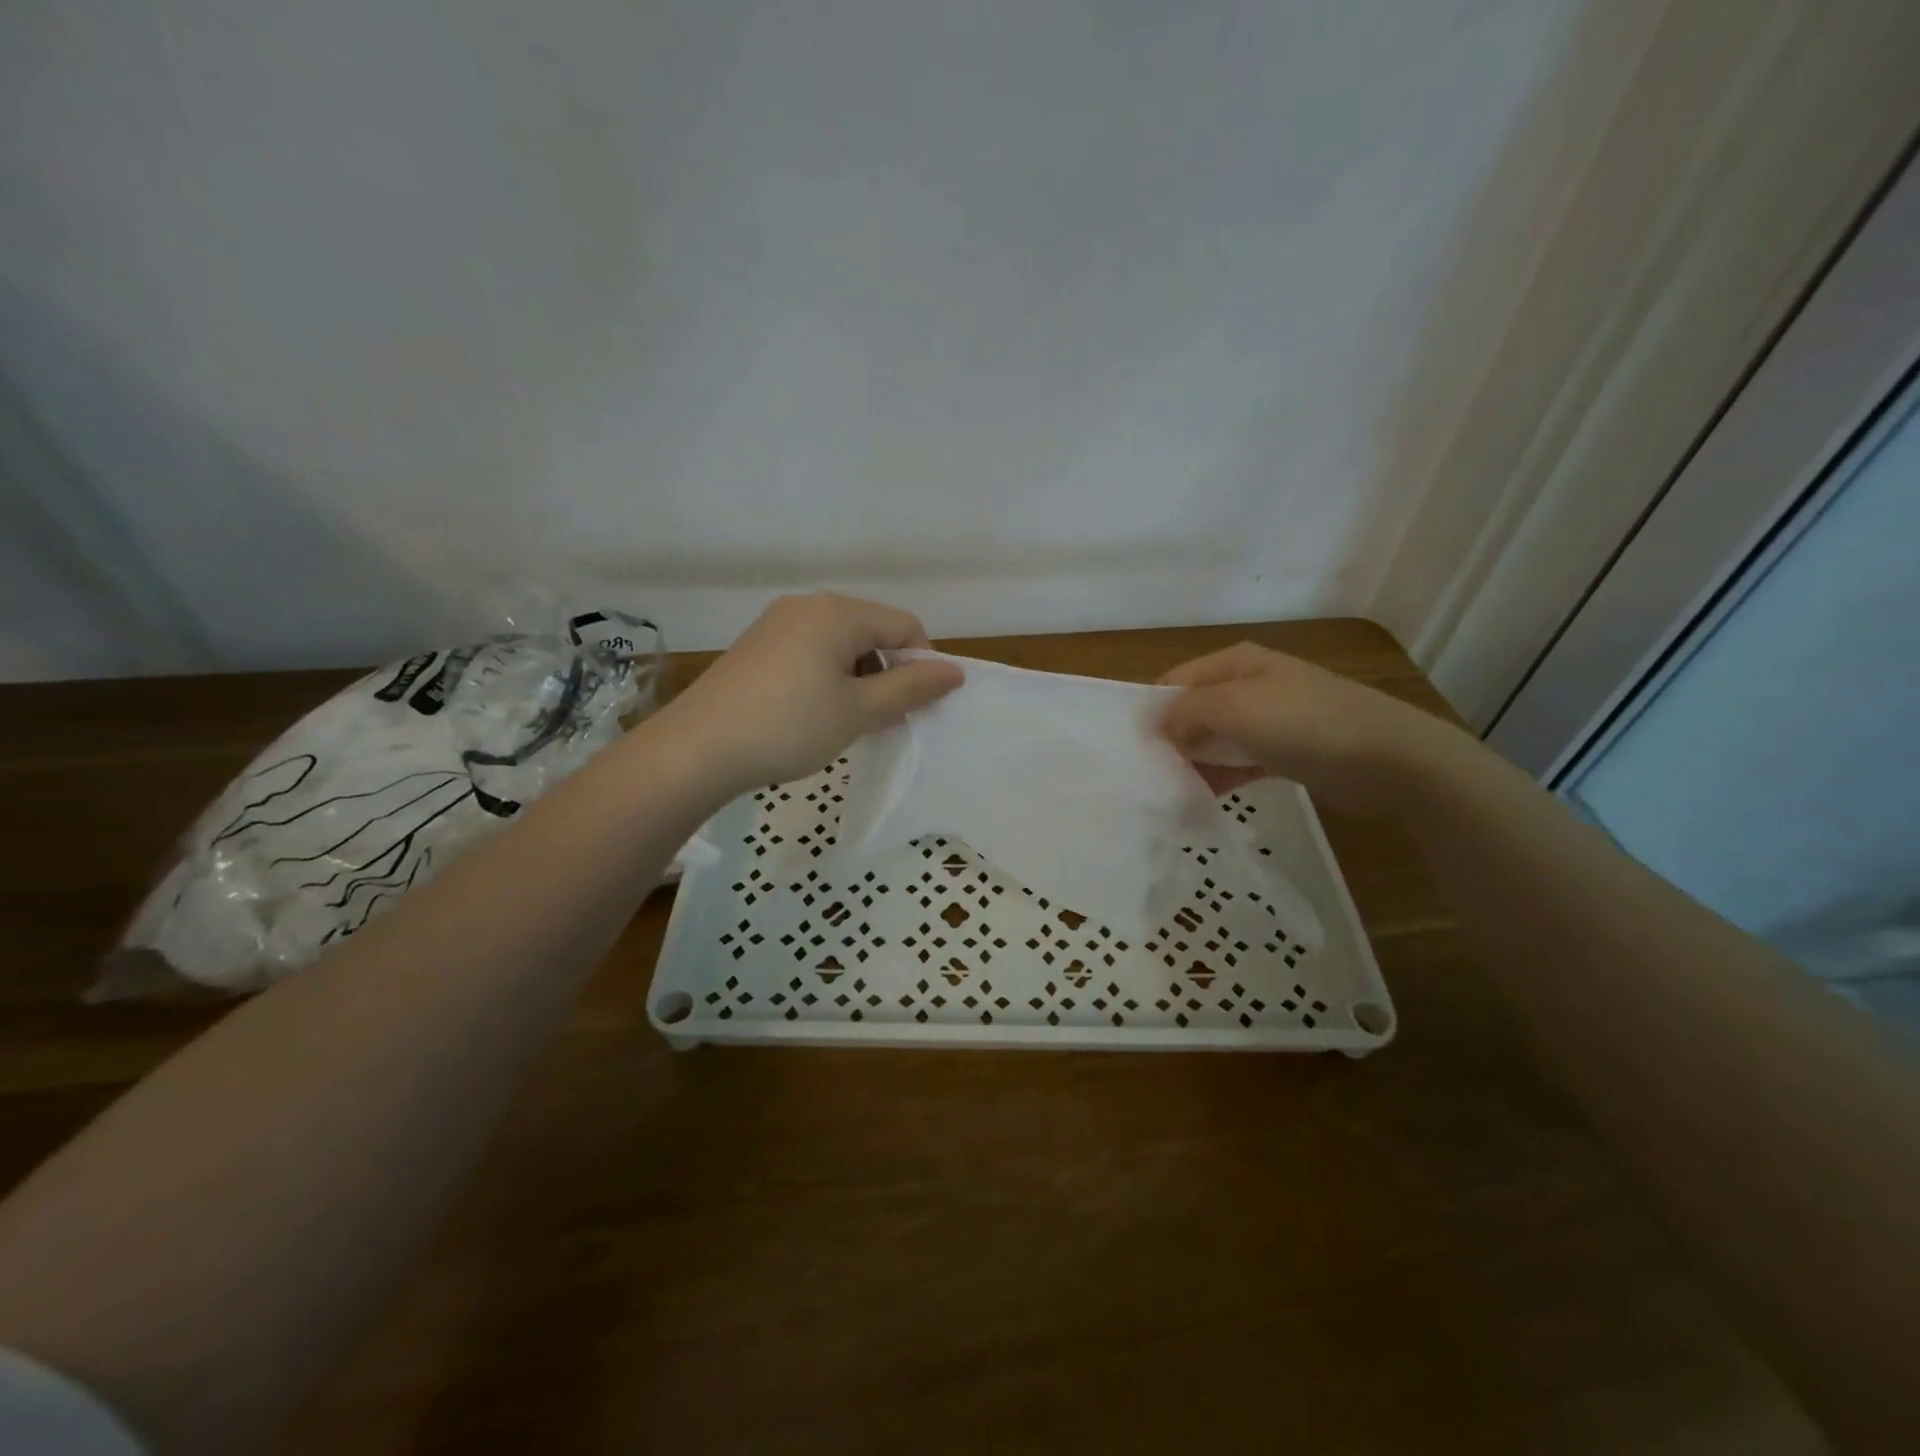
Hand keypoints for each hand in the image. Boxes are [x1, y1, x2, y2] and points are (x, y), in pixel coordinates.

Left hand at [661, 592, 963, 794]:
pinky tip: (817, 715)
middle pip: (871, 632)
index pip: (904, 626)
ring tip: (851, 722)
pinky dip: (828, 679)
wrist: (697, 749)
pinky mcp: (756, 646)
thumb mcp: (859, 710)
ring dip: (859, 679)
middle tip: (886, 720)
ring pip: (840, 645)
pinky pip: (810, 653)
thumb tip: (955, 672)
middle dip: (889, 674)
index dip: (923, 664)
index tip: (920, 707)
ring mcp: (776, 624)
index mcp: (838, 611)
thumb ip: (911, 688)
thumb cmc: (790, 726)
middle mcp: (808, 605)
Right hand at [1158, 642, 1465, 814]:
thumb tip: (1158, 727)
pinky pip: (1240, 761)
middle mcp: (1250, 685)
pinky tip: (1202, 798)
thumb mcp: (1233, 707)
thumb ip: (1185, 713)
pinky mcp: (1286, 752)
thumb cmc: (1303, 723)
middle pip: (1194, 710)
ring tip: (1169, 792)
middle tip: (1147, 775)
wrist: (1387, 759)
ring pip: (1216, 739)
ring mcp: (1271, 719)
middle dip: (1170, 739)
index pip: (1175, 681)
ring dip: (1194, 762)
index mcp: (1235, 663)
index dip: (1152, 711)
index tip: (1133, 748)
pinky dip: (1221, 777)